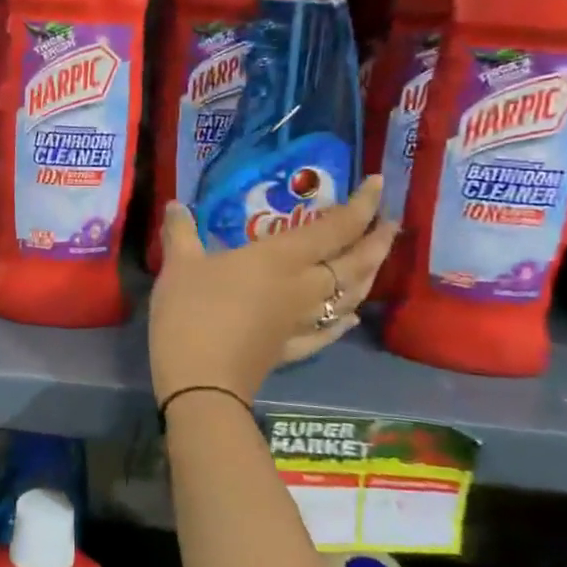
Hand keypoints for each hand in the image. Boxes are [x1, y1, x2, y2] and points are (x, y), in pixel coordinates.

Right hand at [148, 176, 396, 408]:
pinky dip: (344, 321)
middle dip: (378, 240)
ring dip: (370, 275)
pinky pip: (329, 332)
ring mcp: (302, 321)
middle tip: (392, 222)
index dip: (362, 205)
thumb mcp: (179, 266)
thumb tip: (175, 205)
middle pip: (355, 263)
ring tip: (376, 260)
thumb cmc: (193, 313)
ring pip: (350, 296)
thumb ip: (180, 232)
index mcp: (281, 259)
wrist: (201, 383)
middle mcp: (304, 287)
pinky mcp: (292, 348)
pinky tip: (351, 318)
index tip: (379, 183)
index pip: (334, 227)